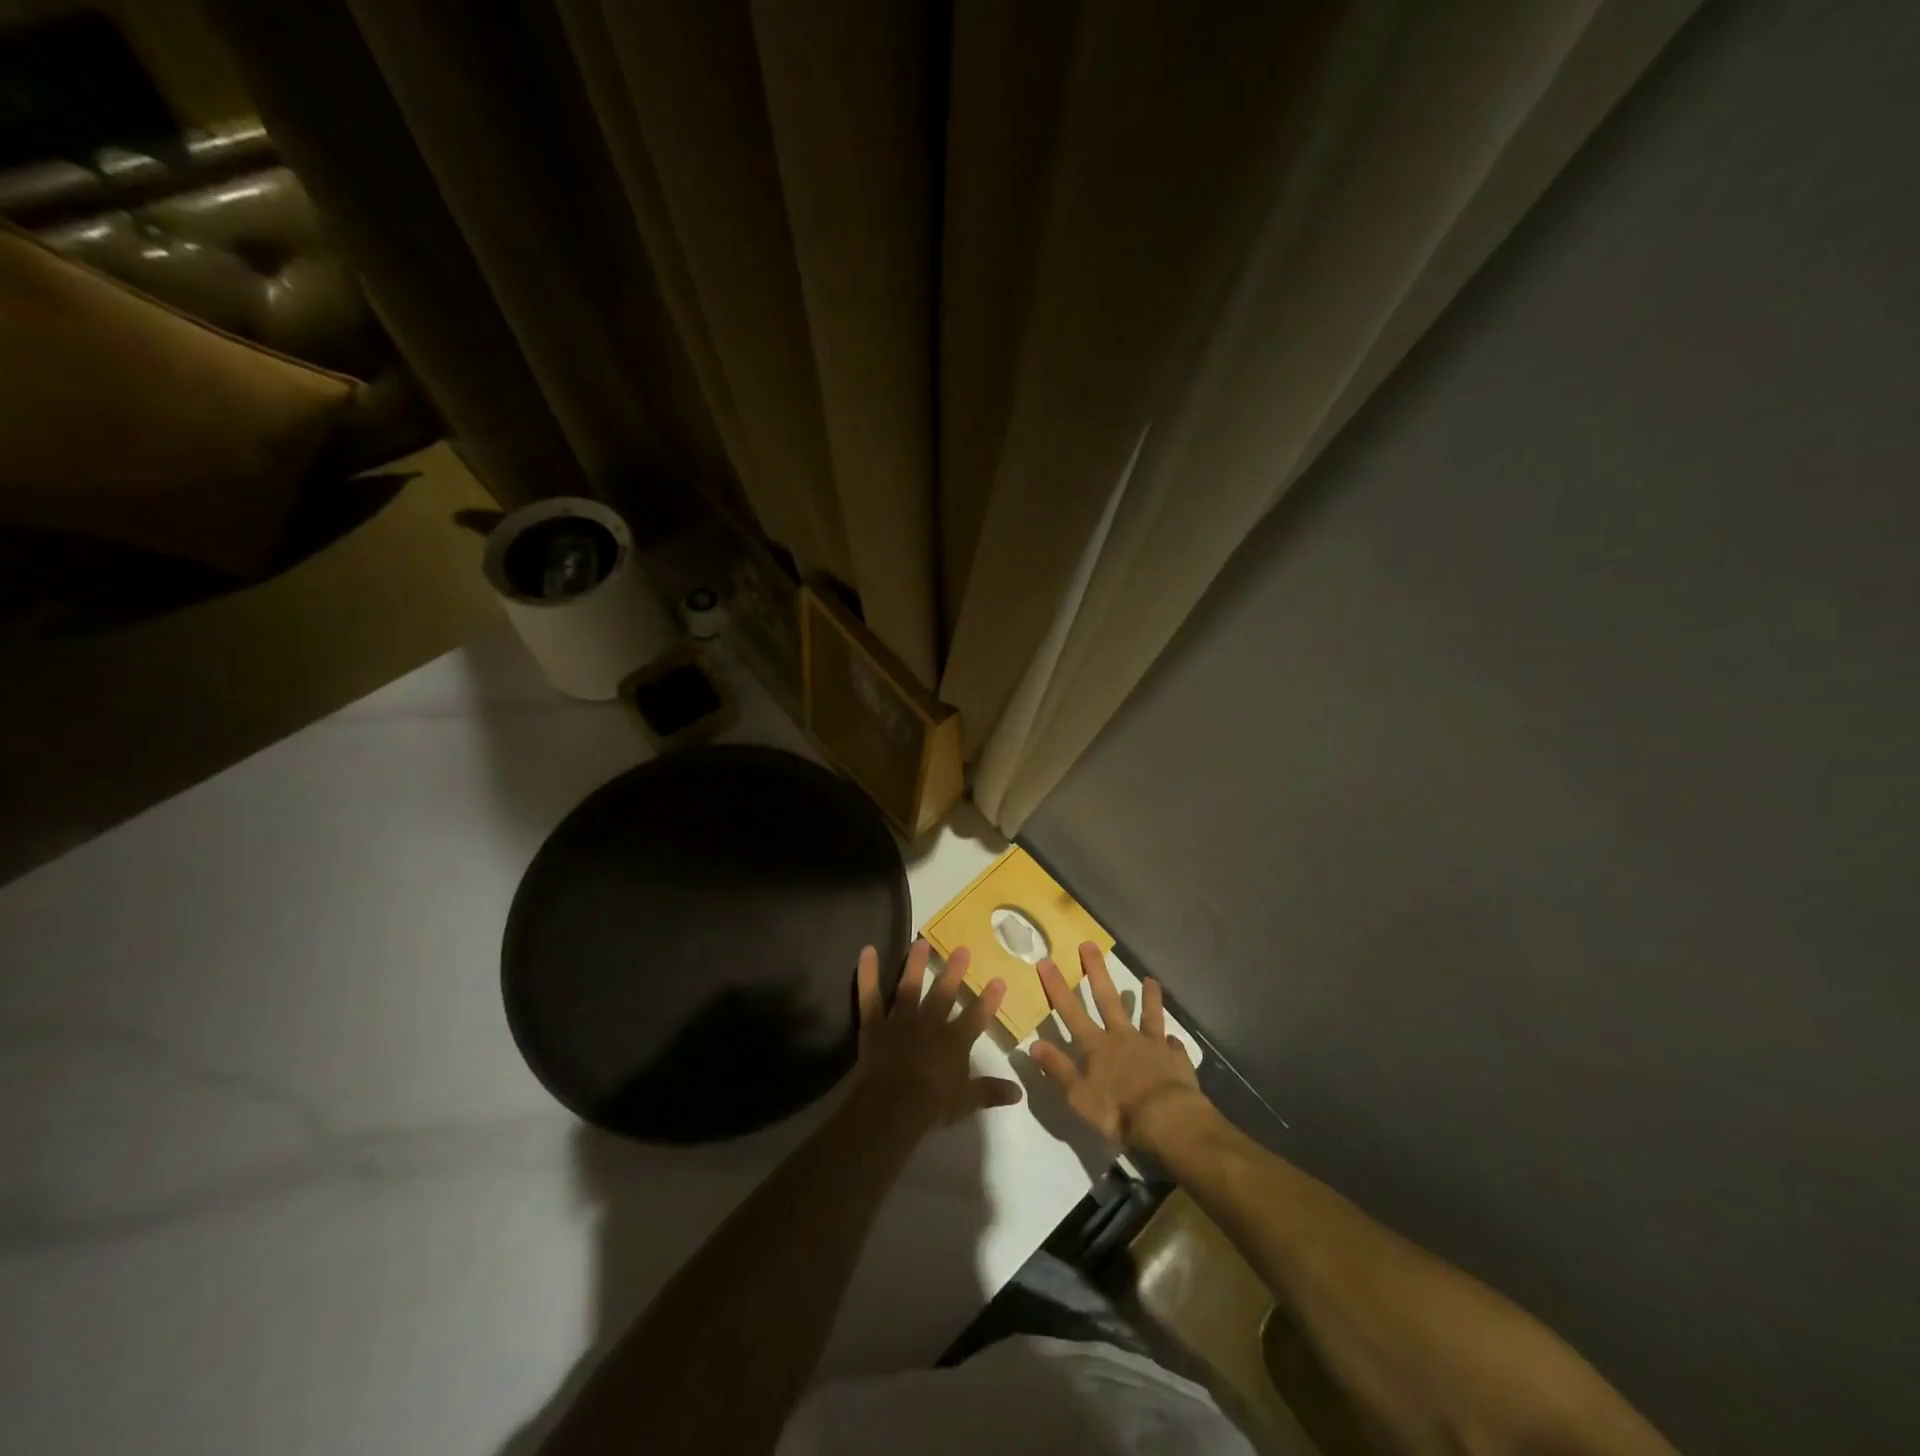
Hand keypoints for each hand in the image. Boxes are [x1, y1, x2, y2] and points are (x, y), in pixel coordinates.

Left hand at [852, 940, 1022, 1133]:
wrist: (893, 1106)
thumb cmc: (932, 1106)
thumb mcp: (966, 1102)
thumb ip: (990, 1092)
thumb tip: (1019, 1093)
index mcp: (954, 1042)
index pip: (976, 1017)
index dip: (988, 999)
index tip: (999, 979)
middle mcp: (930, 1024)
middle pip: (944, 993)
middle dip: (954, 971)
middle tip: (962, 948)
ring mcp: (901, 1020)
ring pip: (910, 986)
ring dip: (915, 964)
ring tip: (920, 941)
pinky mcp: (875, 1023)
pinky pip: (870, 995)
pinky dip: (867, 973)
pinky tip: (867, 950)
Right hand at [1030, 942, 1208, 1151]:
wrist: (1167, 1120)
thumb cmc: (1117, 1111)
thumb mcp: (1078, 1096)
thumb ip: (1058, 1069)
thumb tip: (1033, 1045)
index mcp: (1097, 1046)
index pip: (1071, 1011)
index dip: (1057, 987)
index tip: (1046, 960)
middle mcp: (1123, 1037)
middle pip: (1108, 999)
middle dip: (1096, 972)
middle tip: (1090, 945)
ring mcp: (1152, 1045)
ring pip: (1148, 1015)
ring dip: (1148, 997)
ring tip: (1150, 980)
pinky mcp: (1176, 1059)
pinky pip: (1174, 1046)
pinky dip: (1172, 1041)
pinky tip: (1174, 1038)